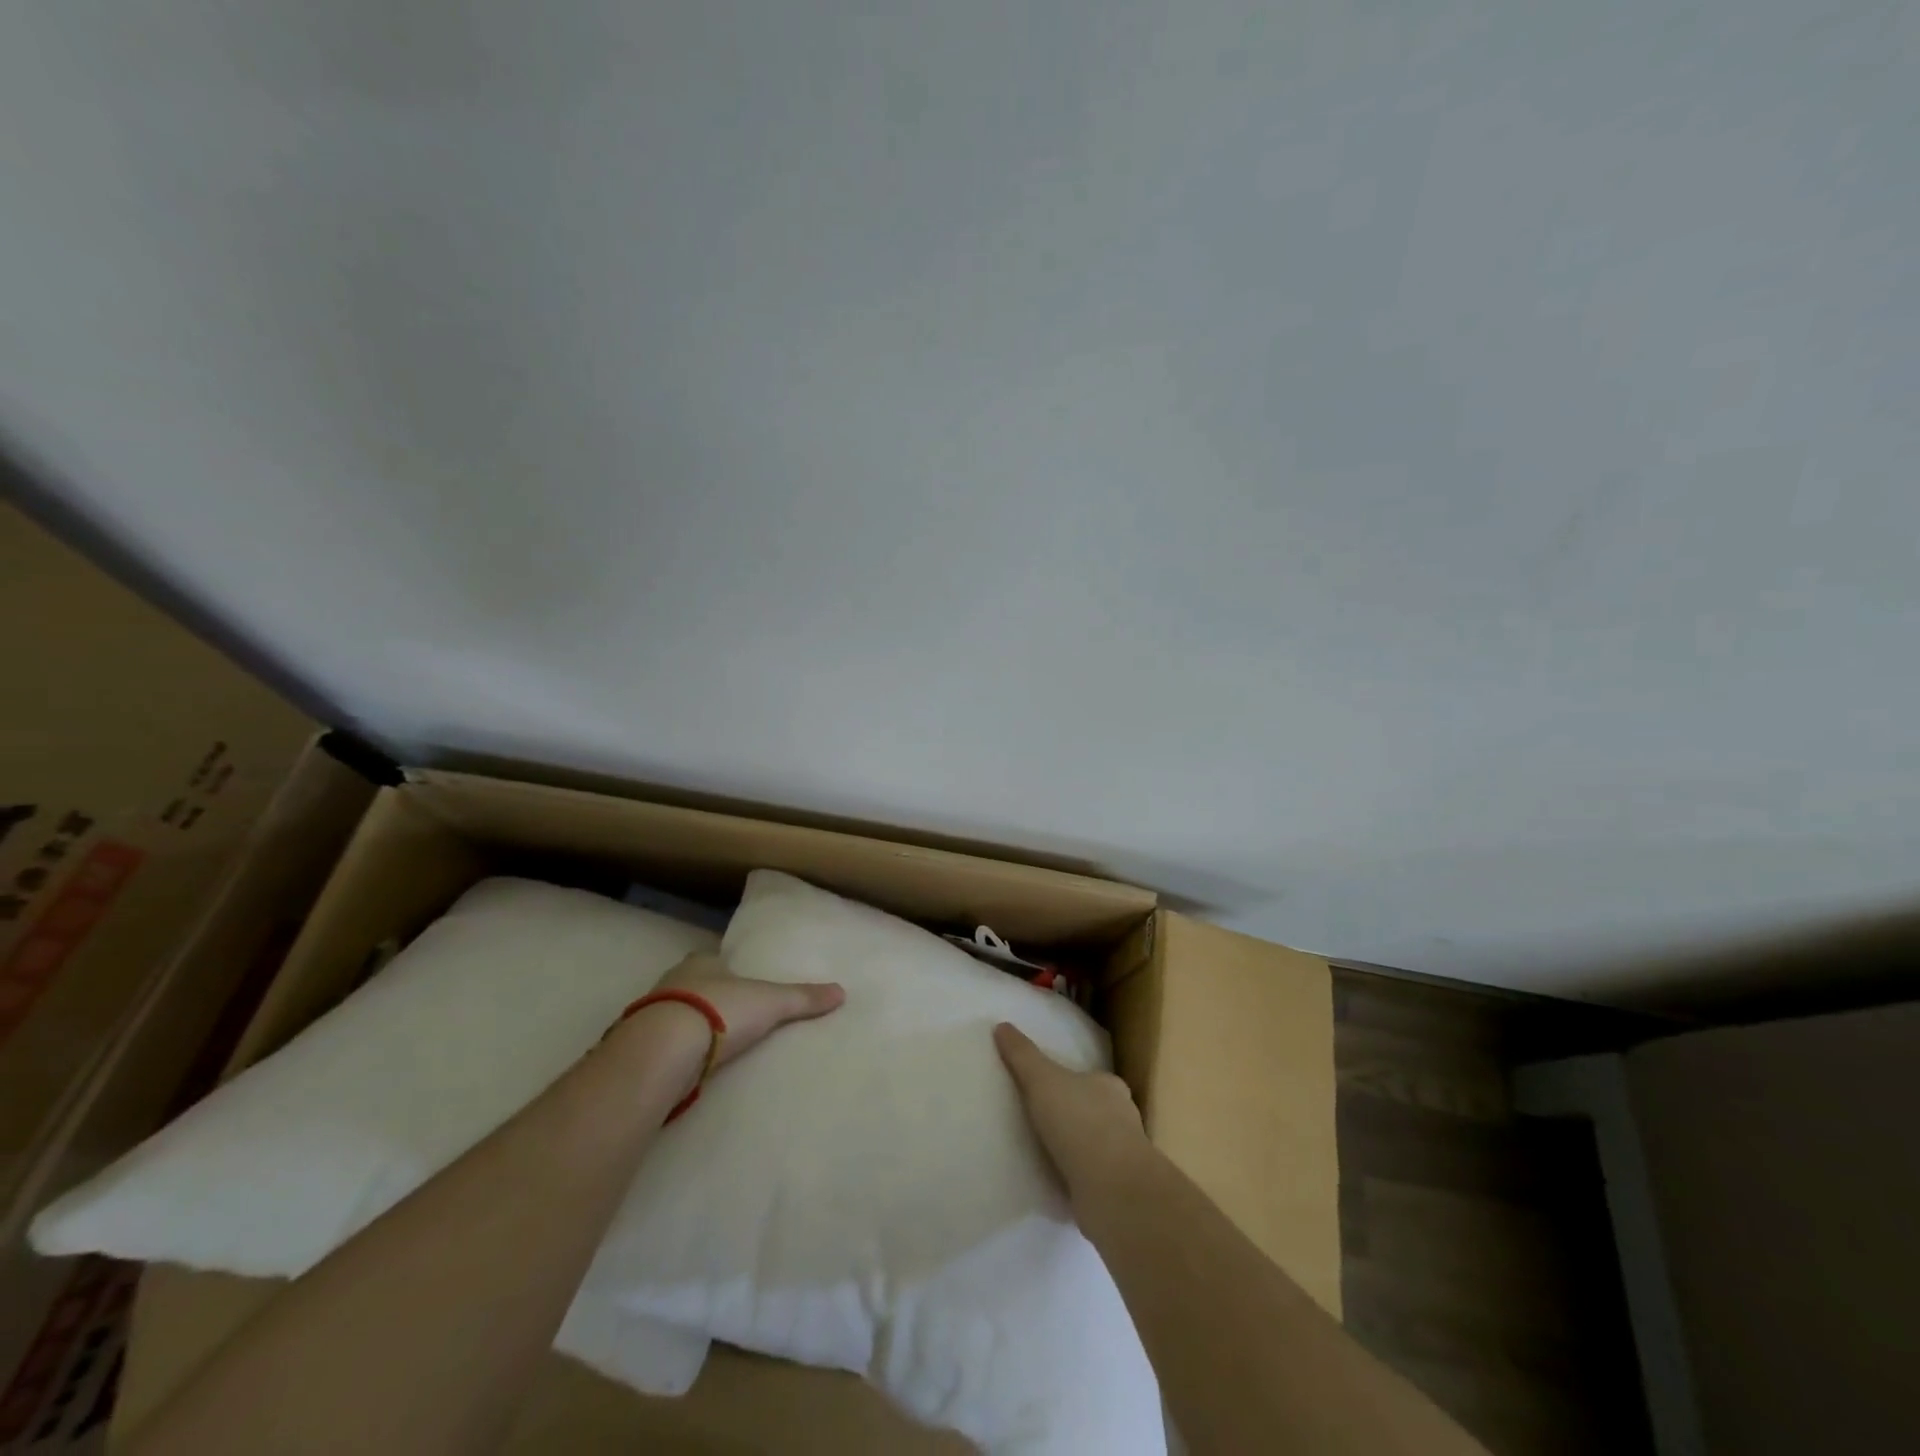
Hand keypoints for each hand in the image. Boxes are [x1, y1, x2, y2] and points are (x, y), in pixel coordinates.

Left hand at [651, 951, 844, 1069]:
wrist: (662, 1049)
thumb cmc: (720, 1011)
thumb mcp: (770, 1002)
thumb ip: (803, 998)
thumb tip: (841, 992)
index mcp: (701, 963)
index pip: (713, 960)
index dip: (725, 970)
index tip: (737, 982)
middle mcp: (671, 981)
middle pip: (690, 985)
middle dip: (704, 997)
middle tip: (726, 1014)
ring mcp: (649, 1013)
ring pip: (671, 1013)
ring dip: (684, 1025)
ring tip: (708, 1045)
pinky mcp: (637, 1046)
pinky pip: (659, 1044)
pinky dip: (671, 1052)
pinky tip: (684, 1065)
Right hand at [993, 1022, 1152, 1204]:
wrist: (1112, 1188)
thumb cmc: (1079, 1122)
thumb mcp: (1042, 1079)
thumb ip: (1022, 1055)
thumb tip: (1001, 1025)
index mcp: (1109, 1086)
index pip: (1091, 1079)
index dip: (1072, 1081)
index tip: (1050, 1088)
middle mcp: (1122, 1118)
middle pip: (1096, 1111)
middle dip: (1074, 1116)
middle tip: (1043, 1120)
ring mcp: (1124, 1157)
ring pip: (1096, 1146)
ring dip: (1076, 1150)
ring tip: (1045, 1153)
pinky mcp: (1118, 1190)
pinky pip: (1092, 1177)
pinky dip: (1077, 1178)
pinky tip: (1057, 1182)